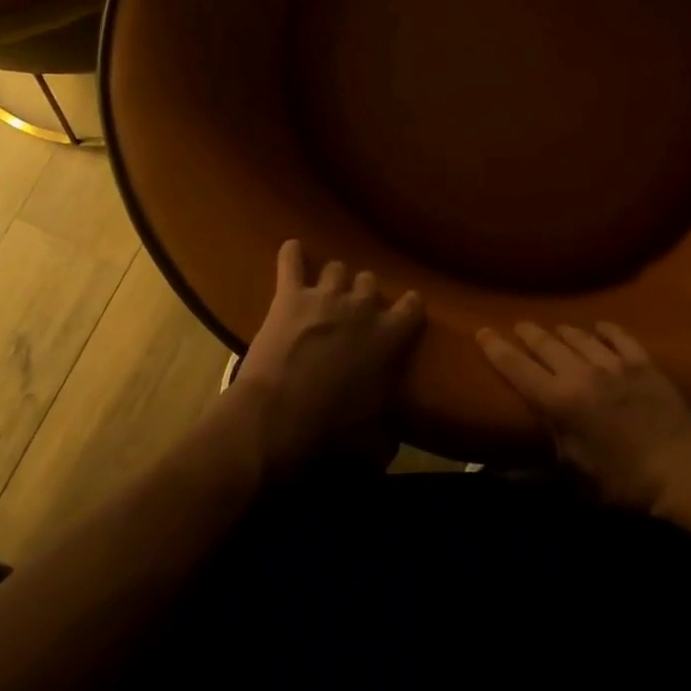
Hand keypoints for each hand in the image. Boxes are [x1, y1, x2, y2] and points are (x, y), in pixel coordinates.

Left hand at [231, 239, 424, 475]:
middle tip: (353, 313)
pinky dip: (292, 254)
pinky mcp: (290, 295)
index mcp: (389, 336)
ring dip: (334, 280)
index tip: (405, 312)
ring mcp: (325, 296)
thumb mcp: (373, 438)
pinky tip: (292, 249)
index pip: (413, 306)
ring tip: (325, 292)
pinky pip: (291, 260)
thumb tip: (390, 442)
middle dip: (363, 294)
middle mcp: (362, 307)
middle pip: (369, 281)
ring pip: (337, 268)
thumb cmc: (331, 432)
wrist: (278, 418)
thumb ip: (387, 430)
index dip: (409, 307)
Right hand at [477, 320, 690, 511]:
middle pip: (545, 344)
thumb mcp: (574, 480)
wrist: (683, 473)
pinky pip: (618, 336)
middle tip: (518, 326)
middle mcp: (580, 373)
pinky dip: (604, 330)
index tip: (481, 331)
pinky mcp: (642, 362)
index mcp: (558, 401)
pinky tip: (599, 328)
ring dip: (563, 332)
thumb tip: (502, 472)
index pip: (517, 368)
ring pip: (579, 336)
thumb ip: (538, 467)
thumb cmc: (623, 486)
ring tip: (555, 330)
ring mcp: (613, 363)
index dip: (496, 348)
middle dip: (527, 333)